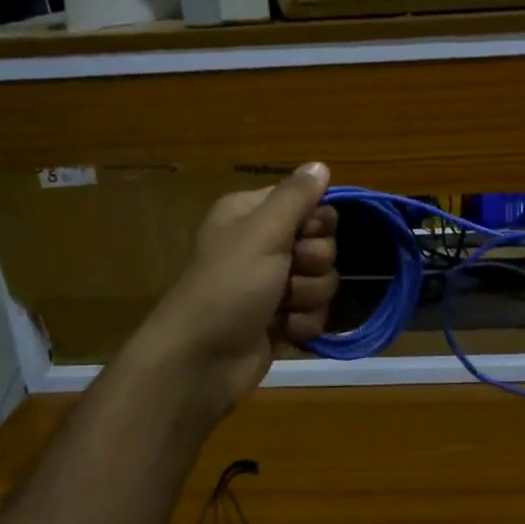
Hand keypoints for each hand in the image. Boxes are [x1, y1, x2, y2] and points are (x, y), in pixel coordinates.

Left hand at [136, 163, 338, 420]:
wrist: (202, 359)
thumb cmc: (229, 285)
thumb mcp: (263, 232)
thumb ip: (296, 197)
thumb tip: (320, 164)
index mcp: (251, 215)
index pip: (307, 203)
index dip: (316, 221)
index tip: (306, 234)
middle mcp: (262, 245)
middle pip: (321, 244)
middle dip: (313, 263)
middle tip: (289, 272)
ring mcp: (272, 286)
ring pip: (323, 281)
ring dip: (308, 296)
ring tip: (281, 308)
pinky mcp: (280, 320)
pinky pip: (315, 313)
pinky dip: (303, 323)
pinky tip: (283, 330)